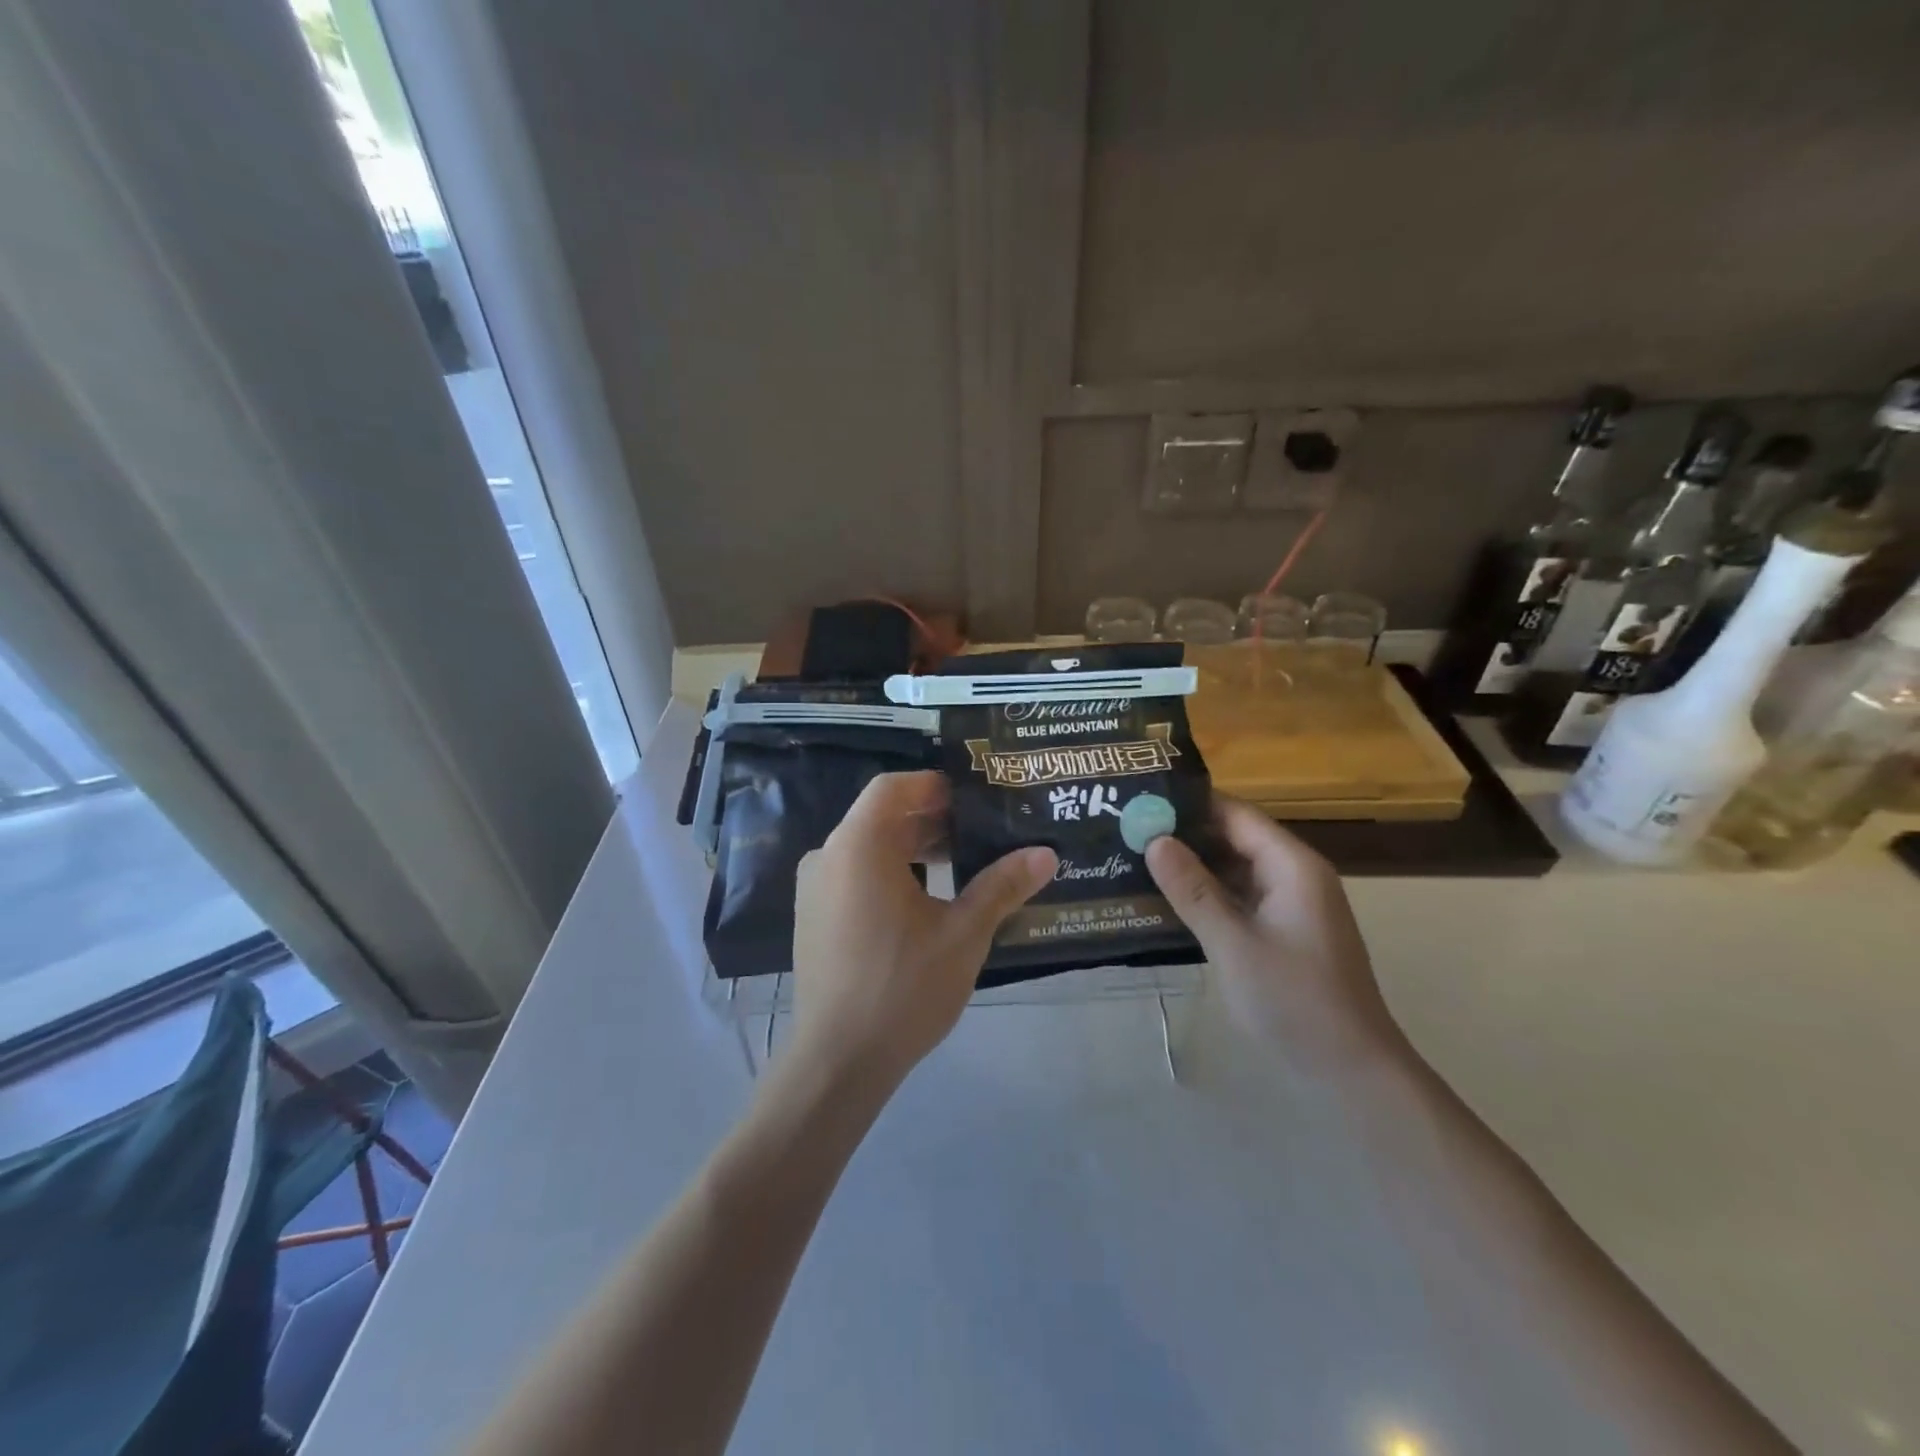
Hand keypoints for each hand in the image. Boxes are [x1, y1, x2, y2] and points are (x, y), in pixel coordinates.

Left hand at [790, 772, 1055, 1084]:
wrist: (838, 1060)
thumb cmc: (903, 988)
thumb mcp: (963, 934)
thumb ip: (1002, 886)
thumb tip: (1047, 854)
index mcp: (859, 846)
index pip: (893, 787)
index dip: (934, 785)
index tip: (974, 798)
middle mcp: (828, 856)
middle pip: (881, 816)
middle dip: (931, 818)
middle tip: (981, 830)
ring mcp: (814, 887)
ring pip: (868, 847)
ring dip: (913, 847)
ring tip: (961, 863)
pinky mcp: (813, 915)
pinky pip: (854, 874)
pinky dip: (890, 872)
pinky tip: (926, 899)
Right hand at [1145, 799, 1406, 1073]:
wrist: (1351, 1071)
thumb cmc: (1294, 1001)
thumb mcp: (1234, 944)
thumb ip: (1193, 890)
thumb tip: (1154, 840)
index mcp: (1292, 866)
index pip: (1236, 814)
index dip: (1190, 804)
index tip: (1141, 800)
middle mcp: (1294, 875)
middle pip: (1235, 838)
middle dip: (1185, 834)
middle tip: (1128, 830)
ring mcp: (1290, 905)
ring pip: (1235, 869)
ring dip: (1193, 865)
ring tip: (1136, 858)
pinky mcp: (1283, 931)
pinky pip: (1240, 897)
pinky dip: (1207, 894)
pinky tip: (1166, 899)